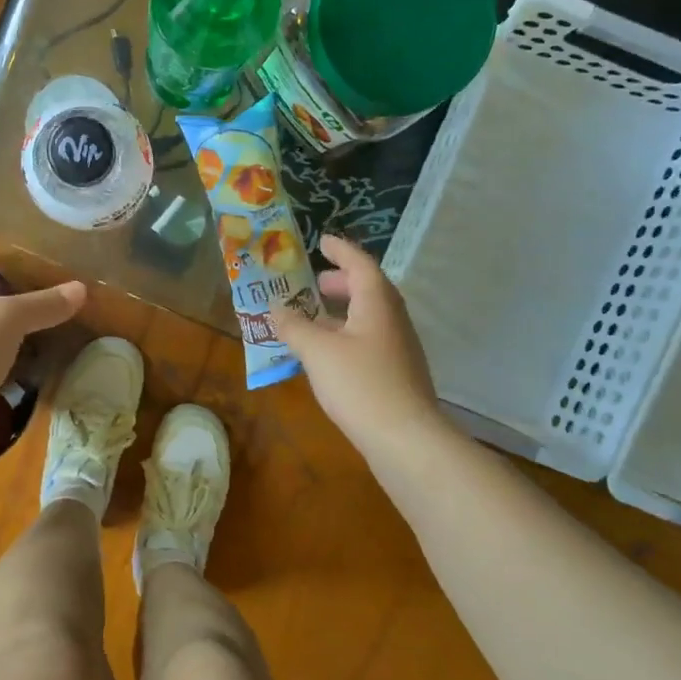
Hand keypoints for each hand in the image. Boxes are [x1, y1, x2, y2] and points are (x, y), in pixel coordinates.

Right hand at [271, 234, 442, 458]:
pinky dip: (347, 334)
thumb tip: (275, 307)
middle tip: (316, 282)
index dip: (341, 251)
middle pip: (369, 290)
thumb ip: (294, 326)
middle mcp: (392, 321)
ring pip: (370, 317)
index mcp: (377, 304)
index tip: (322, 241)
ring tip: (315, 317)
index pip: (361, 265)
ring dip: (344, 310)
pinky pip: (369, 340)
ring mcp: (399, 349)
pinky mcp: (397, 374)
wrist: (405, 439)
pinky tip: (328, 354)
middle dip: (342, 282)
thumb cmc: (360, 384)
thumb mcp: (317, 351)